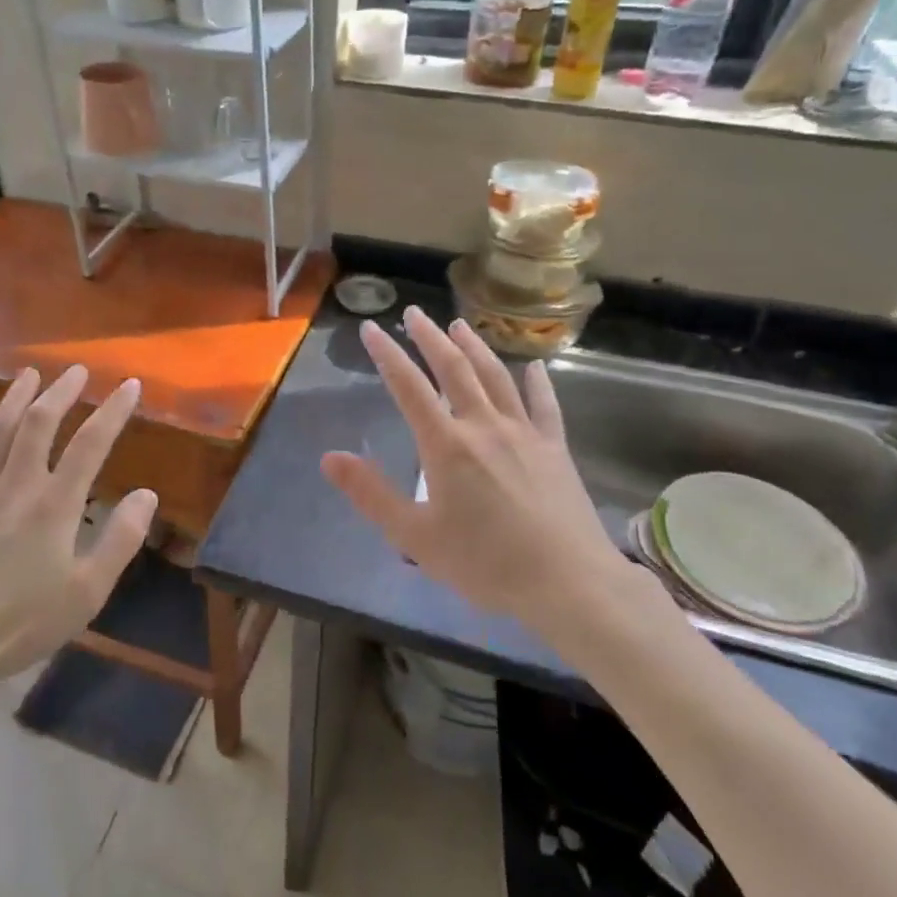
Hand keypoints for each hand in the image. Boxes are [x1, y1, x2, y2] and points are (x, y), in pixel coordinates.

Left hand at [0, 365, 156, 719]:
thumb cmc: (16, 624)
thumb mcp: (85, 594)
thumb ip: (120, 541)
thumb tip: (147, 494)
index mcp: (55, 504)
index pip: (91, 443)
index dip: (113, 410)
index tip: (130, 384)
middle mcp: (16, 485)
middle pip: (39, 423)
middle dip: (61, 391)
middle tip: (76, 370)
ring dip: (15, 398)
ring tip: (29, 375)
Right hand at [321, 308, 658, 644]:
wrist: (568, 583)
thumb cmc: (485, 563)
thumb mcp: (415, 537)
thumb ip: (370, 494)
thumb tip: (329, 457)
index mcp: (446, 445)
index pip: (409, 387)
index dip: (387, 355)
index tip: (371, 328)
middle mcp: (484, 426)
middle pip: (454, 369)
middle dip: (429, 338)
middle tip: (413, 314)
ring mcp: (524, 433)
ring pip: (496, 377)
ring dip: (475, 347)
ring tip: (458, 326)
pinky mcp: (555, 448)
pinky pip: (545, 405)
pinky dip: (537, 382)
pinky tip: (534, 366)